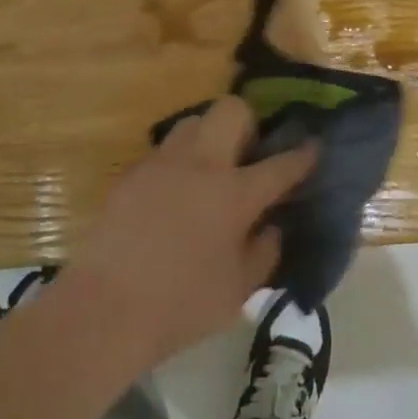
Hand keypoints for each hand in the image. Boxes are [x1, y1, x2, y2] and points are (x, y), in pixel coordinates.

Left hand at [58, 96, 314, 371]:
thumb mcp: (238, 291)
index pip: (281, 163)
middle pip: (232, 110)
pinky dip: (179, 162)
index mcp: (235, 193)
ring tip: (209, 171)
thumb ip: (264, 252)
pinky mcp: (132, 173)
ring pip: (193, 122)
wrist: (103, 309)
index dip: (303, 154)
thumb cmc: (180, 305)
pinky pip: (164, 151)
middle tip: (247, 156)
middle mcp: (201, 164)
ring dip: (209, 136)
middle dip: (248, 123)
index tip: (314, 146)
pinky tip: (174, 195)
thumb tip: (272, 226)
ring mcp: (162, 163)